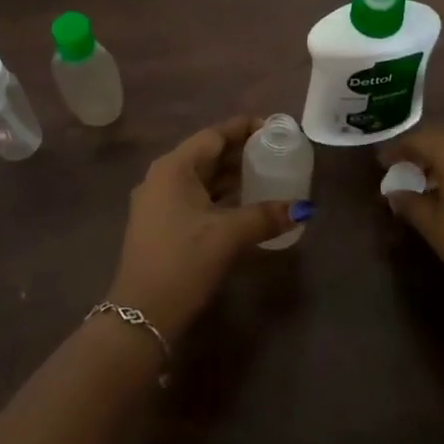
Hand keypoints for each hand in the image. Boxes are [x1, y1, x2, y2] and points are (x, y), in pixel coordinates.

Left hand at [106, 117, 300, 338]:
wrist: (140, 316)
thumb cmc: (183, 262)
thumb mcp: (228, 236)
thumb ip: (266, 216)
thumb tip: (303, 208)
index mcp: (174, 167)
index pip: (214, 135)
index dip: (243, 128)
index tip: (272, 127)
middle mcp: (162, 176)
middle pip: (206, 154)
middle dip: (239, 152)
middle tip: (274, 151)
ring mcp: (157, 201)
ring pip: (200, 177)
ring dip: (229, 176)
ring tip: (264, 175)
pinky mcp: (159, 224)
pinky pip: (193, 196)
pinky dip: (218, 195)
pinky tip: (241, 205)